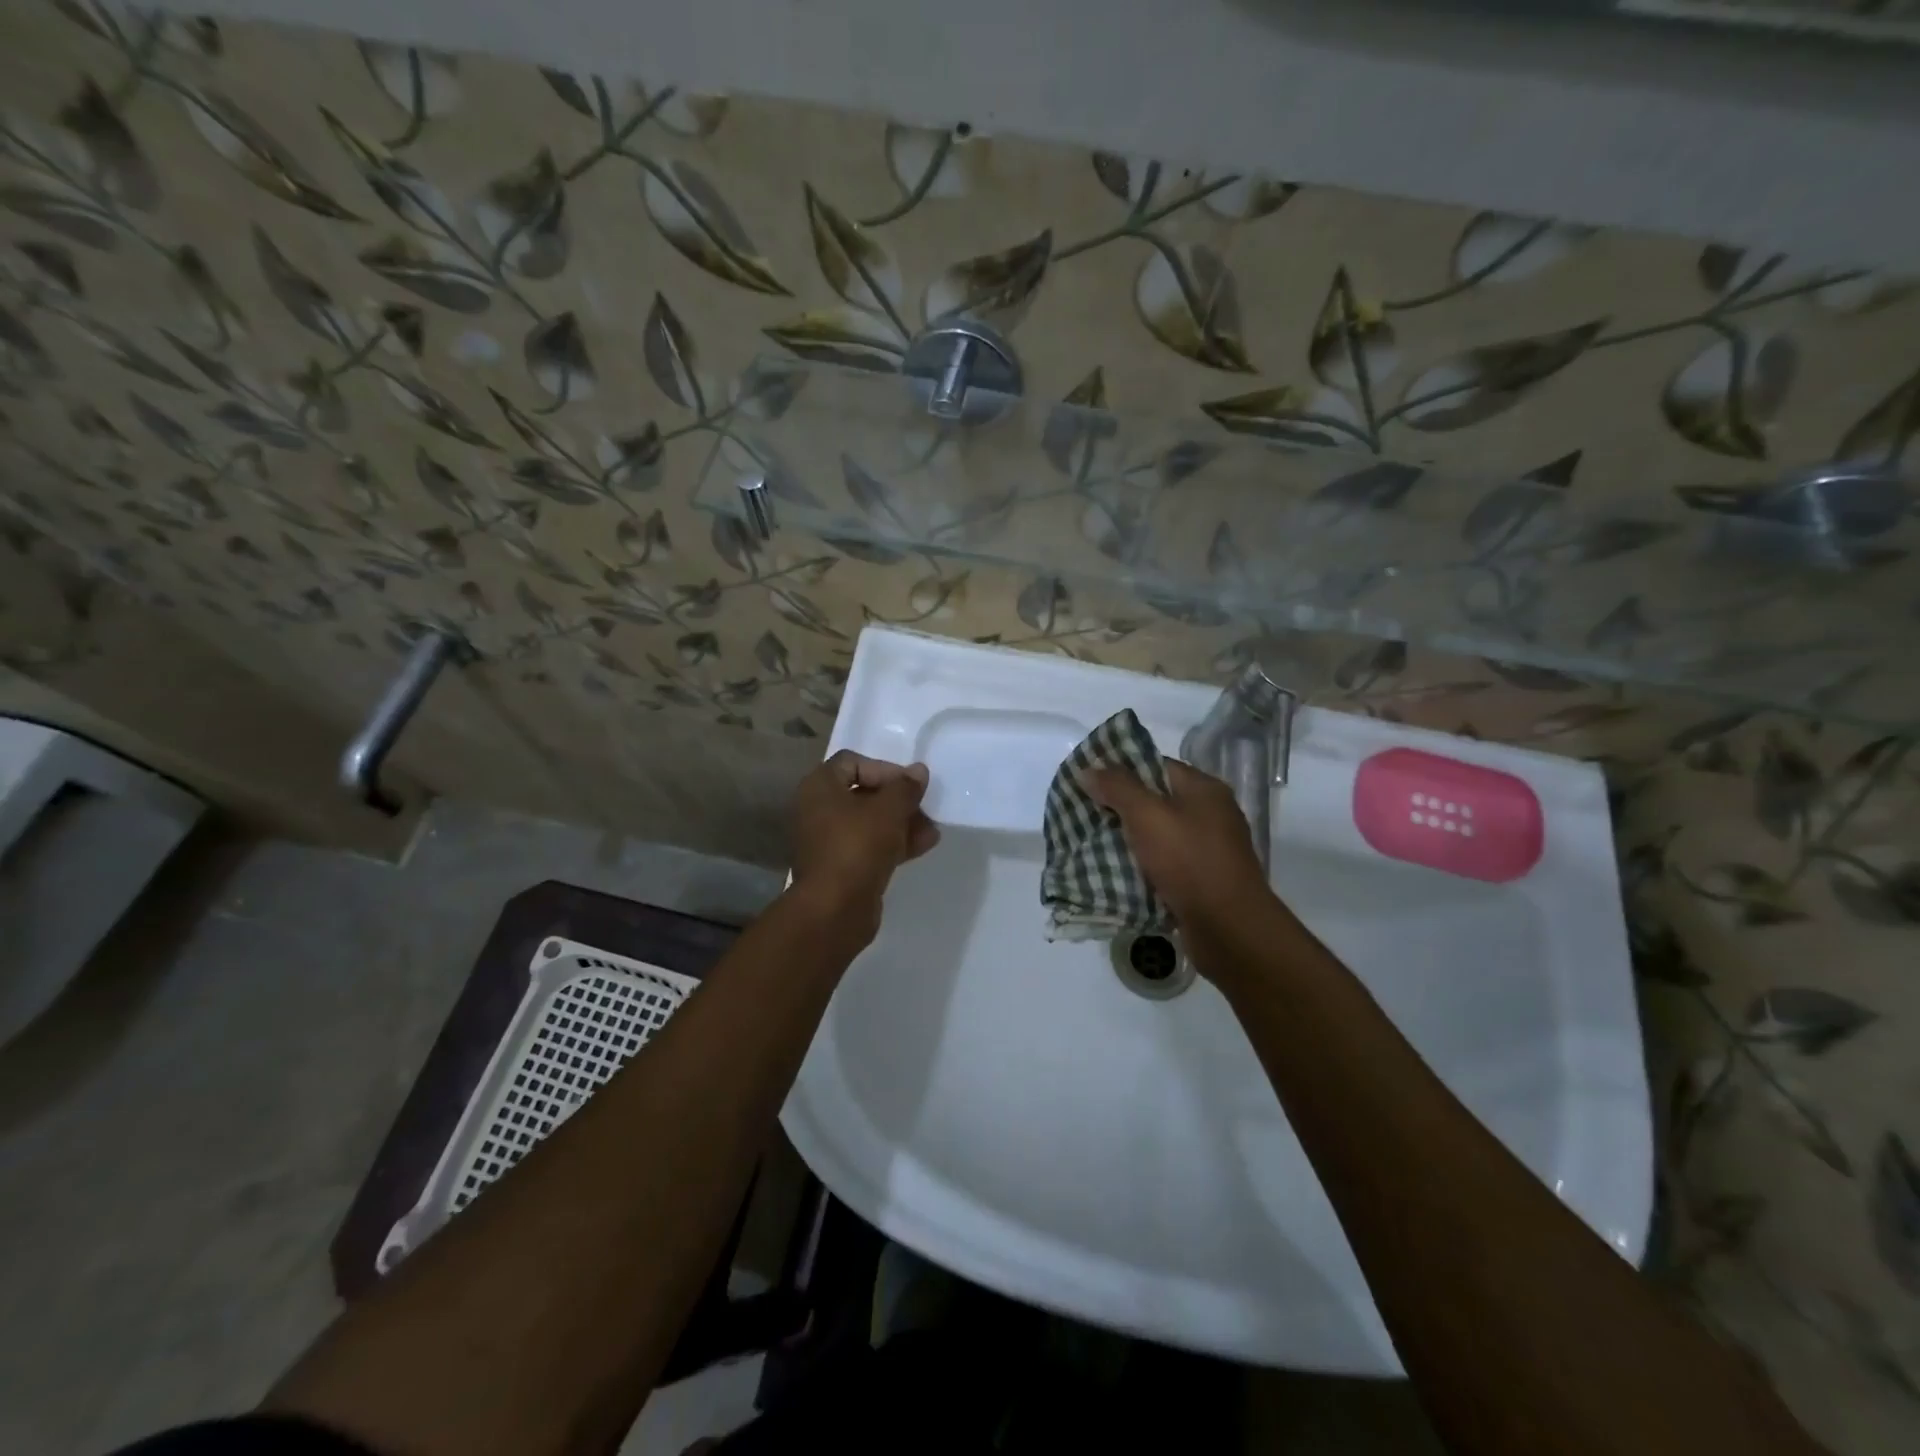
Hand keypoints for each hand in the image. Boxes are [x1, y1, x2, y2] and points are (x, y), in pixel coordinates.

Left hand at [789, 751, 940, 930]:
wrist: (835, 909)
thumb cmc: (858, 846)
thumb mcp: (889, 810)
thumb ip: (906, 787)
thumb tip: (918, 771)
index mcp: (819, 787)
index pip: (852, 762)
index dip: (884, 768)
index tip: (909, 784)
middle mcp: (818, 810)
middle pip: (863, 793)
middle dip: (898, 799)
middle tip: (924, 806)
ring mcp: (828, 841)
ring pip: (869, 822)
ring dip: (901, 822)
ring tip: (931, 829)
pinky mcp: (840, 867)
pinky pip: (869, 846)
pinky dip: (893, 843)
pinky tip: (923, 845)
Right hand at [1089, 758, 1276, 972]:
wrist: (1229, 929)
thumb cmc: (1190, 862)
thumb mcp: (1148, 816)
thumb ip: (1117, 788)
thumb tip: (1087, 769)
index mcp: (1204, 789)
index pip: (1155, 766)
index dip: (1120, 770)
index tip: (1087, 779)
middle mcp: (1210, 814)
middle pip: (1155, 801)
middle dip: (1118, 807)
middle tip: (1081, 812)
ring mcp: (1208, 850)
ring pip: (1157, 836)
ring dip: (1127, 840)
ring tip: (1090, 841)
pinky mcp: (1201, 881)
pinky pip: (1163, 865)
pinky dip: (1140, 867)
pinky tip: (1113, 872)